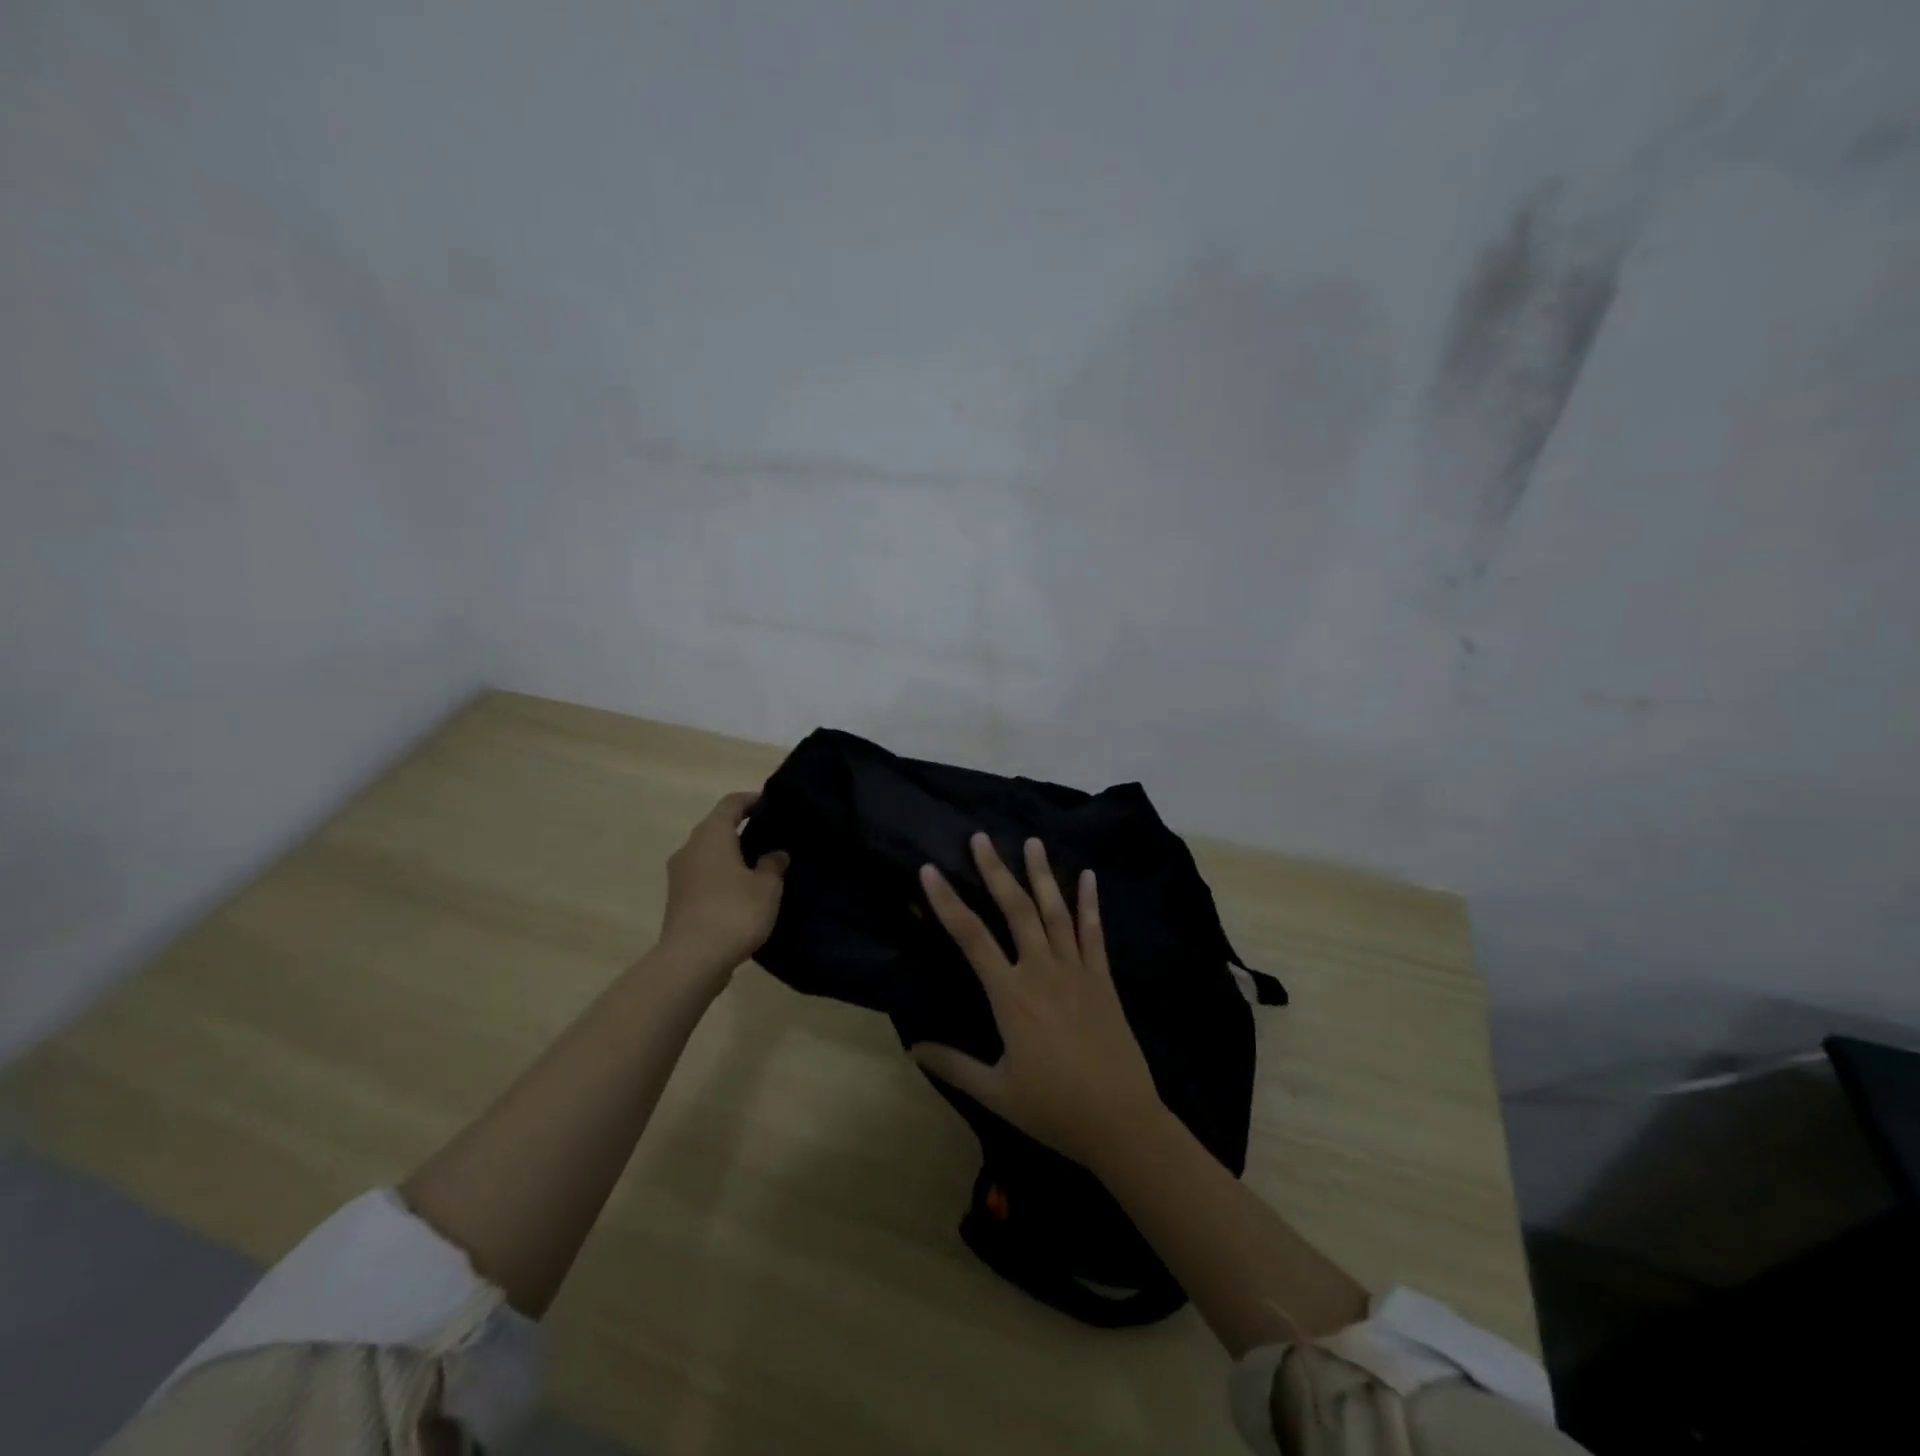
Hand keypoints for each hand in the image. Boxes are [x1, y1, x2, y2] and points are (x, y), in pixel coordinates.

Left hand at [658, 791, 788, 975]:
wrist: (692, 961)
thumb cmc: (734, 912)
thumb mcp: (767, 887)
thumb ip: (773, 864)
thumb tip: (775, 853)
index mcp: (712, 835)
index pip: (731, 803)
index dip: (752, 800)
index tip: (771, 805)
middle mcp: (690, 848)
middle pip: (717, 827)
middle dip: (742, 829)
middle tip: (771, 837)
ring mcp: (679, 875)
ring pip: (709, 853)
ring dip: (731, 855)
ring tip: (760, 866)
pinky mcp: (677, 899)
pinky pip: (703, 876)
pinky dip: (722, 876)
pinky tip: (743, 892)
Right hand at [911, 833, 1165, 1170]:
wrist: (1121, 1121)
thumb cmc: (1054, 1108)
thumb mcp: (996, 1092)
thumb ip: (954, 1065)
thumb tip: (913, 1048)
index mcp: (1011, 996)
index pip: (971, 937)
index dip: (947, 902)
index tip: (930, 871)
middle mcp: (1041, 971)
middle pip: (1015, 909)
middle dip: (996, 871)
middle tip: (981, 837)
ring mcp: (1076, 970)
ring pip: (1055, 911)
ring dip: (1041, 875)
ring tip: (1031, 842)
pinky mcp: (1103, 978)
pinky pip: (1094, 932)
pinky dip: (1090, 902)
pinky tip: (1088, 876)